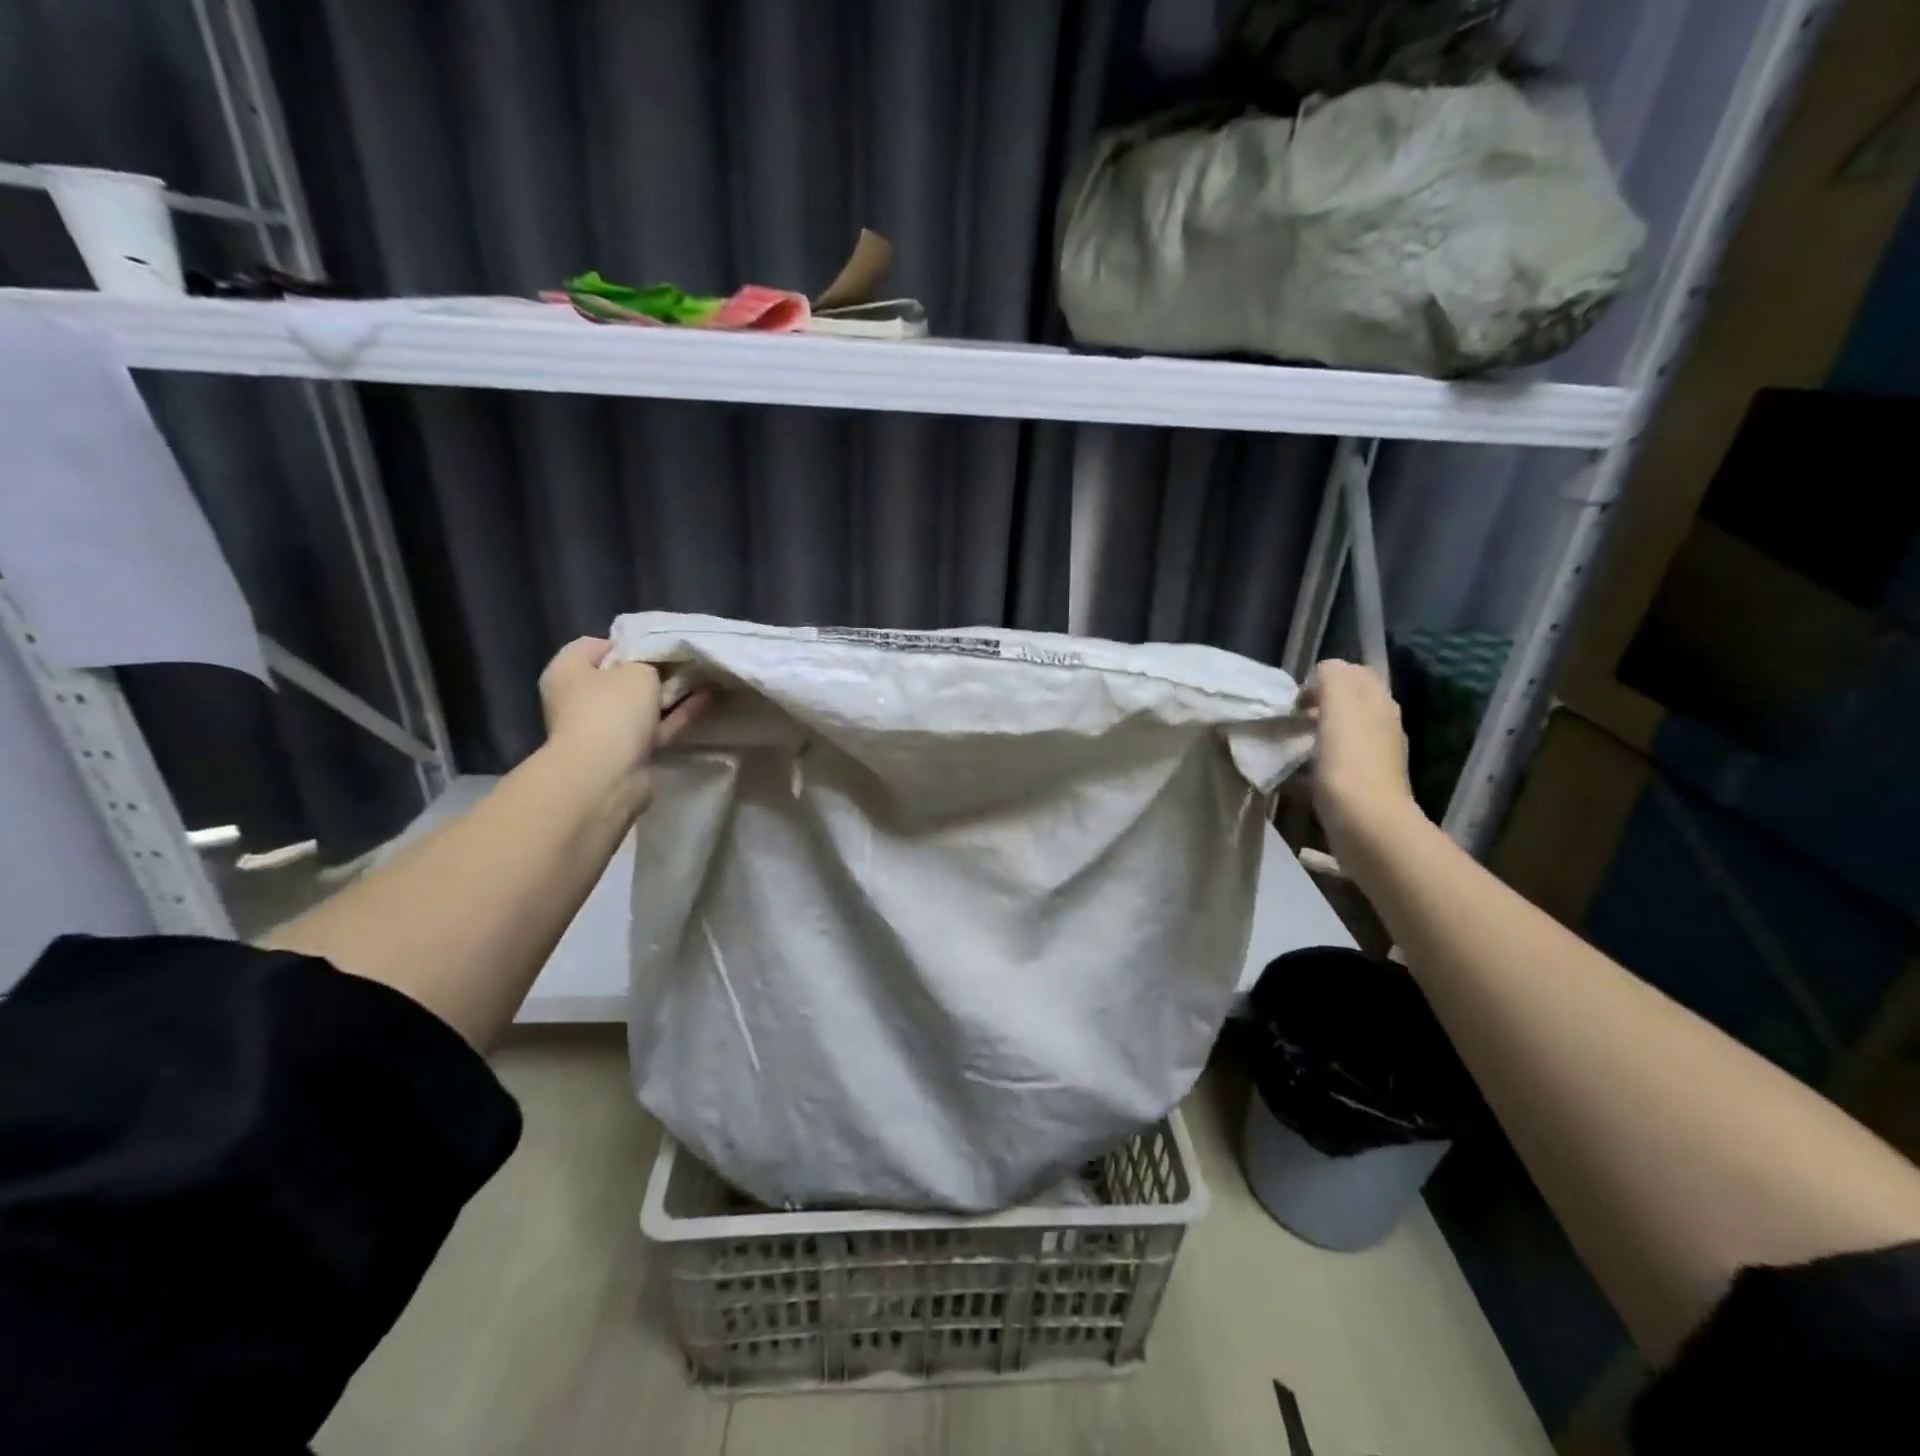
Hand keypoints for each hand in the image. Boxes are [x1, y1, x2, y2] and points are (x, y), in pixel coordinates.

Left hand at [537, 637, 710, 806]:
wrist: (607, 775)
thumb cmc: (612, 710)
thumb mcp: (637, 671)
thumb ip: (650, 663)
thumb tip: (655, 669)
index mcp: (568, 672)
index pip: (595, 646)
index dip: (628, 642)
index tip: (658, 645)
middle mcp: (579, 699)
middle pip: (621, 677)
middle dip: (654, 670)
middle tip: (685, 661)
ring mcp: (604, 728)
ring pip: (642, 705)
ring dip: (670, 694)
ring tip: (704, 678)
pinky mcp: (627, 752)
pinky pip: (656, 727)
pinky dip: (677, 715)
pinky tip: (707, 700)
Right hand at [1302, 660, 1421, 859]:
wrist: (1368, 827)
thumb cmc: (1348, 765)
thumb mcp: (1338, 707)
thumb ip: (1331, 679)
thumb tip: (1323, 672)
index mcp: (1378, 703)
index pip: (1352, 673)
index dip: (1322, 679)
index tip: (1296, 701)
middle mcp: (1383, 726)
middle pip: (1348, 704)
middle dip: (1318, 706)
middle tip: (1289, 721)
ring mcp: (1375, 759)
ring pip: (1341, 735)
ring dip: (1315, 736)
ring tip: (1288, 748)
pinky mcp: (1363, 788)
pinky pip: (1336, 765)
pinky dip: (1315, 766)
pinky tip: (1296, 779)